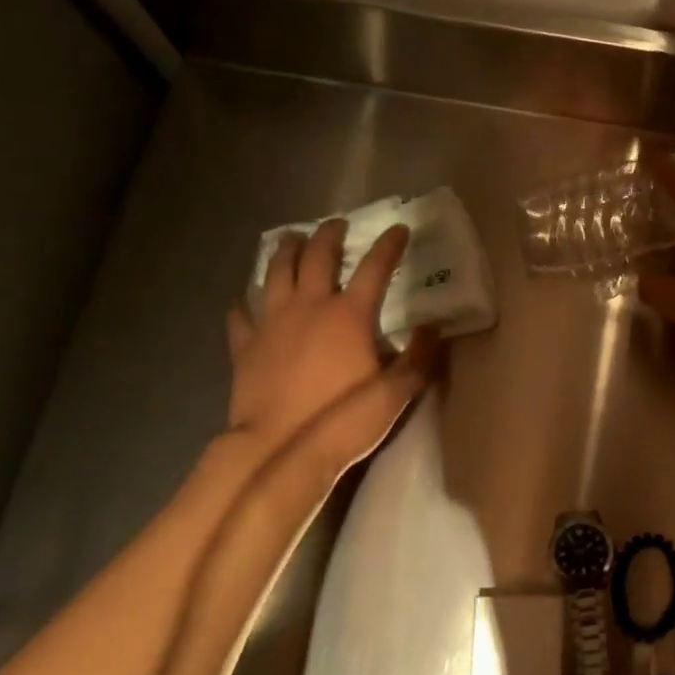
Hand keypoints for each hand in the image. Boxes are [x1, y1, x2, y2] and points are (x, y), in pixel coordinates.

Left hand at [225, 222, 435, 465]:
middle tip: (337, 224)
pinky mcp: (244, 345)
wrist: (279, 450)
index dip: (389, 245)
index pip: (375, 268)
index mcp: (350, 315)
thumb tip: (433, 327)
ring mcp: (272, 323)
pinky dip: (244, 303)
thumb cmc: (344, 420)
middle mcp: (309, 306)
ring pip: (275, 273)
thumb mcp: (397, 392)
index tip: (399, 229)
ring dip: (285, 251)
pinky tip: (244, 300)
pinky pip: (241, 315)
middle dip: (329, 235)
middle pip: (317, 257)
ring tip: (291, 239)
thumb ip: (418, 357)